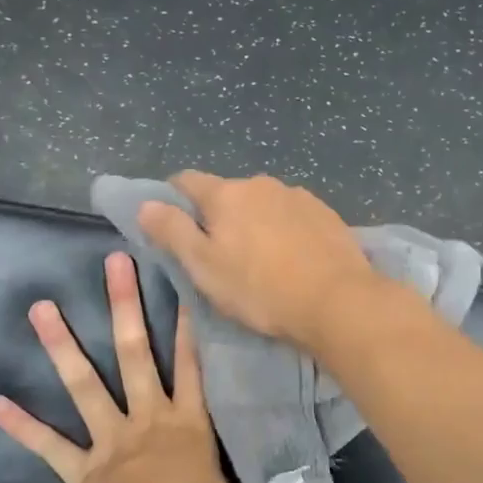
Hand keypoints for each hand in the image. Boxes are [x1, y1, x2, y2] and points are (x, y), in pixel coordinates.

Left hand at [0, 251, 330, 482]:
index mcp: (189, 426)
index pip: (195, 364)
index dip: (191, 322)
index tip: (184, 280)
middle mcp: (148, 421)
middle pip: (135, 354)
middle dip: (125, 306)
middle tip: (113, 261)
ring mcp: (109, 442)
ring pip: (85, 384)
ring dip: (62, 346)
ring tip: (40, 307)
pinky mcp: (79, 470)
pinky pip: (47, 445)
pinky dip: (21, 425)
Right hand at [134, 171, 380, 348]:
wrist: (337, 301)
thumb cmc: (260, 289)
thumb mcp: (204, 267)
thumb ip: (172, 231)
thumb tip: (145, 203)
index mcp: (226, 194)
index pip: (186, 181)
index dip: (173, 200)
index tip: (173, 226)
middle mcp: (261, 183)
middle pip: (227, 193)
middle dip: (218, 215)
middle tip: (220, 255)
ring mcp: (298, 195)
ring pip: (262, 204)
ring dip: (254, 222)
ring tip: (262, 259)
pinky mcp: (326, 212)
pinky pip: (292, 215)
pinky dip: (284, 229)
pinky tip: (293, 257)